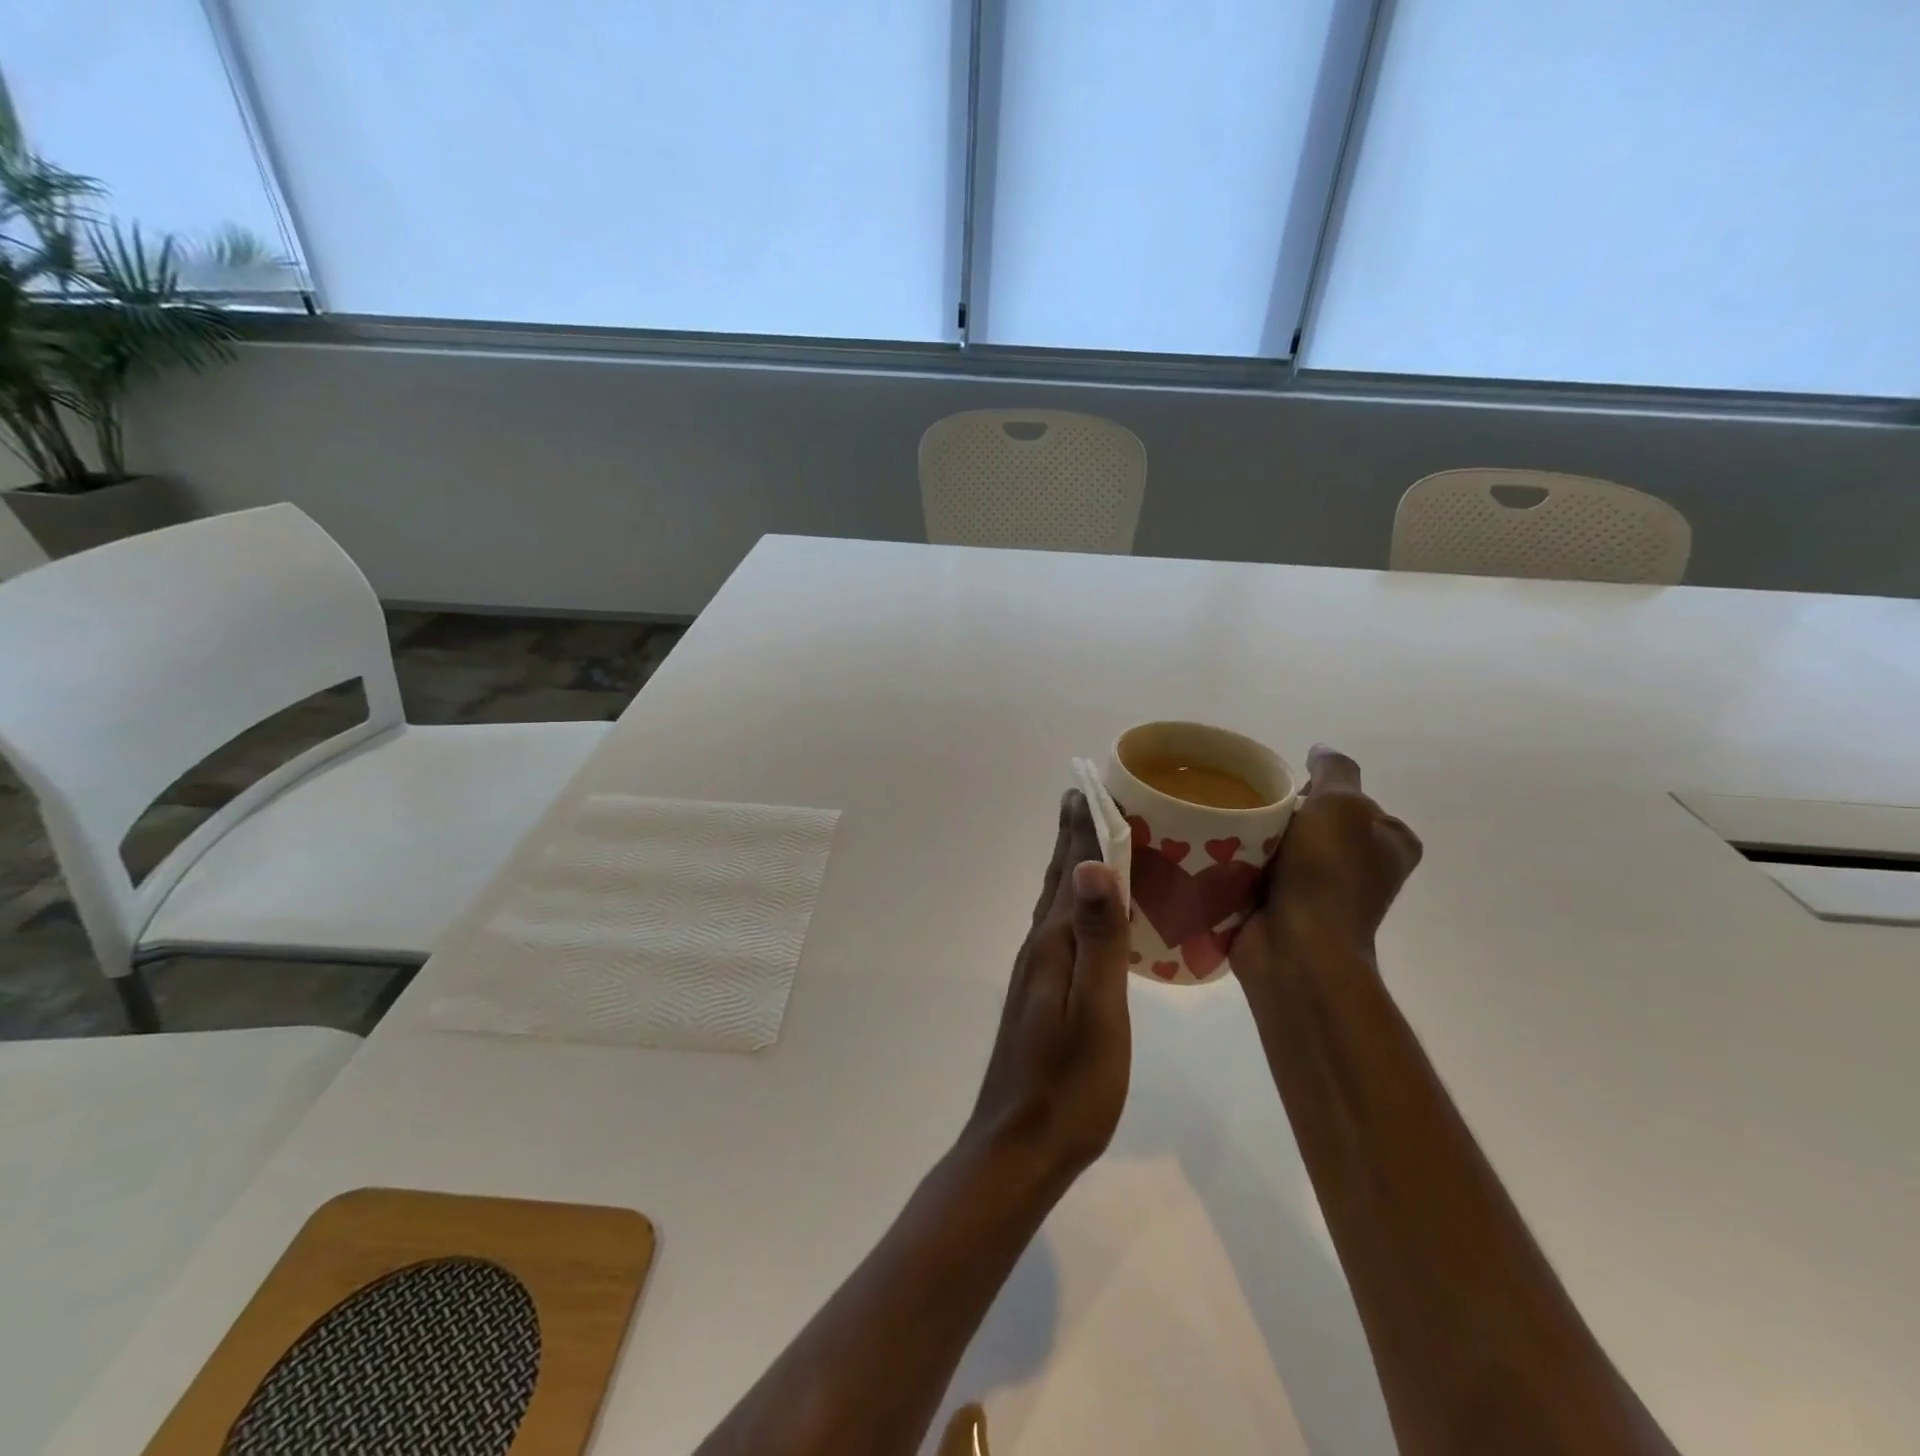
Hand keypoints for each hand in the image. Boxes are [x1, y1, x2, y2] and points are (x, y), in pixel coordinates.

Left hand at [965, 790, 1132, 1188]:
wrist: (1019, 1147)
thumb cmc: (1070, 1086)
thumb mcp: (1096, 1013)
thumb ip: (1097, 939)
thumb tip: (1092, 865)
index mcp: (1054, 944)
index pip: (1073, 870)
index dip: (1084, 829)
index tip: (1092, 785)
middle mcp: (1040, 948)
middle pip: (1058, 878)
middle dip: (1072, 835)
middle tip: (1084, 795)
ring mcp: (1037, 972)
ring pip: (1057, 902)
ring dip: (1070, 864)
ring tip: (1086, 840)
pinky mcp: (1042, 994)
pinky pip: (1062, 928)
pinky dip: (1075, 902)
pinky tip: (1084, 913)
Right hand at [1230, 745, 1421, 988]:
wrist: (1296, 948)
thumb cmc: (1327, 873)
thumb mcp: (1341, 805)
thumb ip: (1334, 770)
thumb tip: (1320, 751)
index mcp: (1390, 844)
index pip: (1352, 800)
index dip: (1318, 790)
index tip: (1287, 793)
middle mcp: (1362, 868)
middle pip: (1313, 821)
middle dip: (1283, 813)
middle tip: (1252, 809)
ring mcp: (1323, 893)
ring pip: (1283, 846)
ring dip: (1257, 838)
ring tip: (1229, 829)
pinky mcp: (1286, 909)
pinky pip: (1260, 872)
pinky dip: (1242, 864)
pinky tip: (1220, 854)